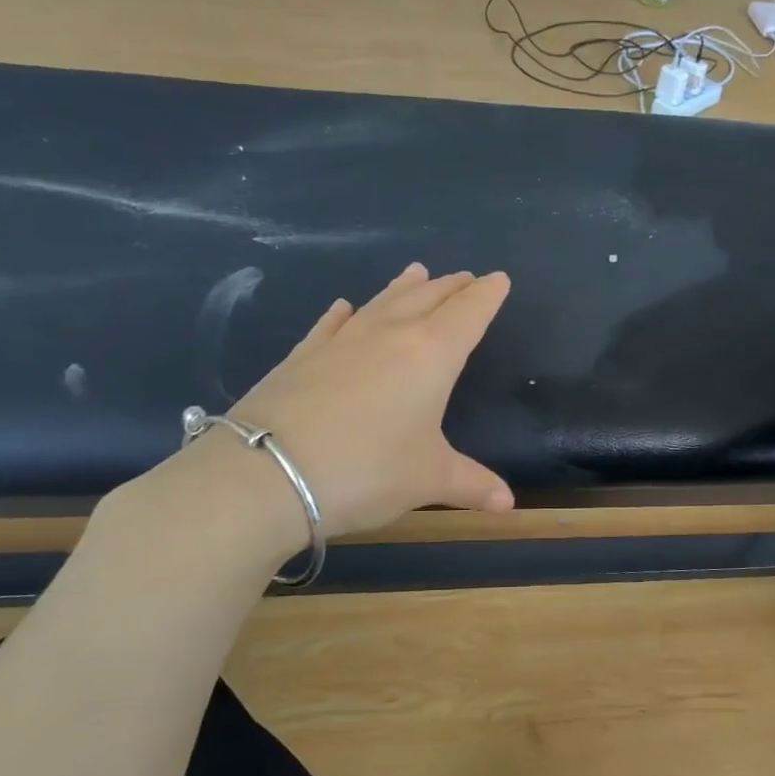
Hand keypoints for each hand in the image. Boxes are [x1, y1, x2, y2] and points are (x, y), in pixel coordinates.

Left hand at [223, 263, 513, 538]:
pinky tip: (345, 306)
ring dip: (405, 287)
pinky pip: (333, 324)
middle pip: (428, 298)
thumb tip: (507, 504)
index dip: (487, 295)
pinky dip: (346, 313)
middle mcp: (389, 335)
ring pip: (382, 302)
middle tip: (466, 277)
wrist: (267, 474)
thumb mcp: (428, 480)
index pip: (468, 313)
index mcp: (431, 354)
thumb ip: (471, 484)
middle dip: (452, 287)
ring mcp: (341, 341)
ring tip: (417, 272)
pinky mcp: (302, 356)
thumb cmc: (367, 471)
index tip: (499, 278)